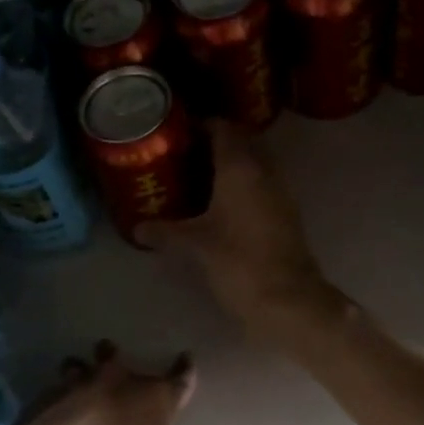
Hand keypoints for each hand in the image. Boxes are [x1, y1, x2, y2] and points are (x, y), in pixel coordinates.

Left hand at [10, 342, 207, 424]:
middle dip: (118, 358)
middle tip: (115, 355)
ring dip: (83, 369)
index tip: (186, 358)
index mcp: (155, 402)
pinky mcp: (49, 392)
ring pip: (85, 364)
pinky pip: (58, 383)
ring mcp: (82, 383)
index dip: (185, 370)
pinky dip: (58, 390)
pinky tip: (53, 402)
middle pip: (122, 359)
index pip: (180, 379)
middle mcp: (121, 382)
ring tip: (79, 373)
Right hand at [139, 121, 334, 329]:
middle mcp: (264, 171)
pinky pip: (261, 186)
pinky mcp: (285, 214)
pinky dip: (242, 187)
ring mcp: (279, 192)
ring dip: (230, 166)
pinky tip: (219, 205)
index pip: (223, 128)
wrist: (287, 298)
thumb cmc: (238, 262)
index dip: (201, 125)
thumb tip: (137, 228)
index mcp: (241, 167)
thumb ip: (165, 232)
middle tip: (183, 156)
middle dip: (215, 144)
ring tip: (197, 178)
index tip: (177, 134)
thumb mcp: (195, 246)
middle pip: (241, 142)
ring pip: (254, 164)